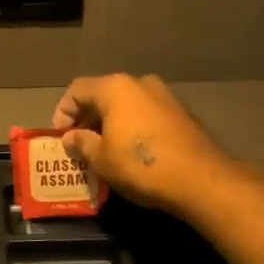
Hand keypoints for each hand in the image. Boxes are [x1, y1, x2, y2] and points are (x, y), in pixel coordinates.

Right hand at [53, 73, 230, 213]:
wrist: (202, 180)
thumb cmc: (142, 166)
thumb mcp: (101, 159)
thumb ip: (81, 143)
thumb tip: (71, 138)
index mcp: (115, 88)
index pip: (77, 90)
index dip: (62, 112)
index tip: (61, 138)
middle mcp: (140, 83)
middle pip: (102, 95)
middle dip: (86, 119)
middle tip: (78, 145)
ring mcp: (164, 96)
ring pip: (126, 105)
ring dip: (110, 124)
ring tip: (102, 150)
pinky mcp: (181, 114)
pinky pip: (145, 115)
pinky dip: (132, 128)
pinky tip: (130, 152)